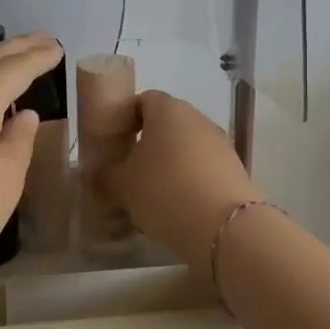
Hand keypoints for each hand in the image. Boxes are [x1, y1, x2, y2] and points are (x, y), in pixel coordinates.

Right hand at [102, 91, 262, 267]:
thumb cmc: (164, 191)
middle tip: (128, 171)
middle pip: (167, 124)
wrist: (225, 228)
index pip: (143, 100)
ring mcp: (221, 144)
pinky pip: (204, 169)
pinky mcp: (236, 171)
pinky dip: (189, 182)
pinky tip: (177, 208)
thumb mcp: (121, 185)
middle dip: (147, 145)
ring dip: (169, 165)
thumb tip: (93, 174)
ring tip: (151, 195)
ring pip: (186, 148)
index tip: (114, 143)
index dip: (126, 118)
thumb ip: (104, 176)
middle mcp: (197, 118)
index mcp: (168, 109)